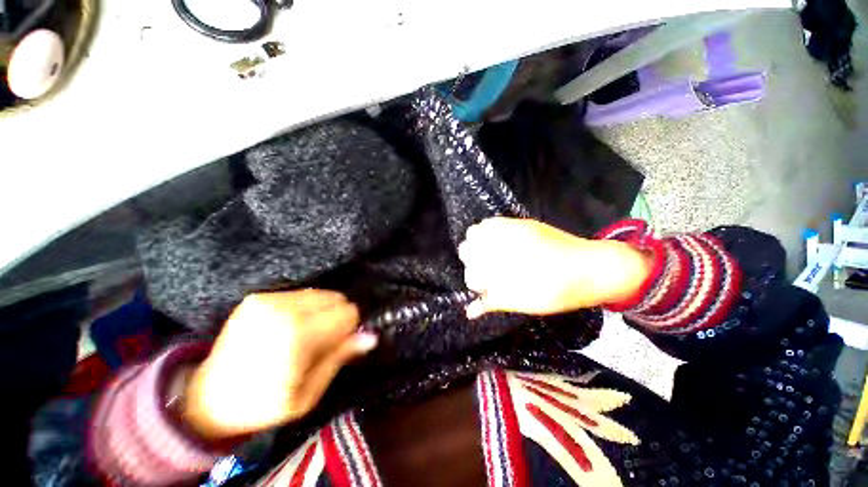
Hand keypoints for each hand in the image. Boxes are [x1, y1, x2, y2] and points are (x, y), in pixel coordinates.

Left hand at [183, 290, 376, 439]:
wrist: (209, 398)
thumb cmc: (265, 404)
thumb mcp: (308, 394)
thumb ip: (340, 358)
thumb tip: (371, 336)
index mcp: (297, 336)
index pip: (347, 312)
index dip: (349, 329)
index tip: (338, 344)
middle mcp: (284, 310)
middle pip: (336, 298)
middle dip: (336, 318)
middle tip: (319, 342)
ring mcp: (268, 300)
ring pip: (320, 293)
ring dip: (321, 312)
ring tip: (303, 334)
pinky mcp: (258, 297)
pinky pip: (301, 294)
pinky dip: (304, 308)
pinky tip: (289, 326)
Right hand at [458, 218, 650, 316]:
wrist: (593, 268)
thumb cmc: (562, 291)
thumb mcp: (527, 303)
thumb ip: (496, 302)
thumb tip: (470, 311)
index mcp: (506, 268)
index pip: (472, 274)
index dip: (475, 283)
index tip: (484, 288)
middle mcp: (504, 246)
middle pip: (466, 251)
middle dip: (471, 263)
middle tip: (485, 271)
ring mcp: (511, 231)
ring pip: (473, 233)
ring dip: (474, 246)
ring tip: (486, 255)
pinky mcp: (520, 223)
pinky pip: (490, 223)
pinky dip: (485, 232)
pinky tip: (494, 242)